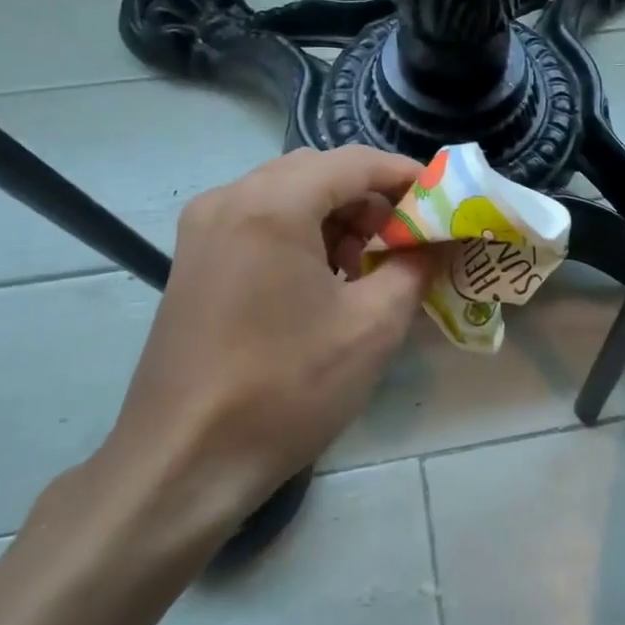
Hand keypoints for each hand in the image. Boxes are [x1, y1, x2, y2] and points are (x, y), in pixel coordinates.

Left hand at [94, 147, 443, 555]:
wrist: (183, 461)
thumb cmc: (286, 388)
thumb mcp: (372, 327)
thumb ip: (414, 268)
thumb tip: (437, 243)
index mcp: (272, 205)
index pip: (354, 162)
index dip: (404, 175)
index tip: (441, 200)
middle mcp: (229, 199)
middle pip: (317, 171)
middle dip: (368, 197)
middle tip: (403, 239)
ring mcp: (203, 229)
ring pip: (286, 194)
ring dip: (333, 216)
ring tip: (363, 267)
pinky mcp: (192, 260)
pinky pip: (258, 221)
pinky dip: (299, 234)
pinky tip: (319, 281)